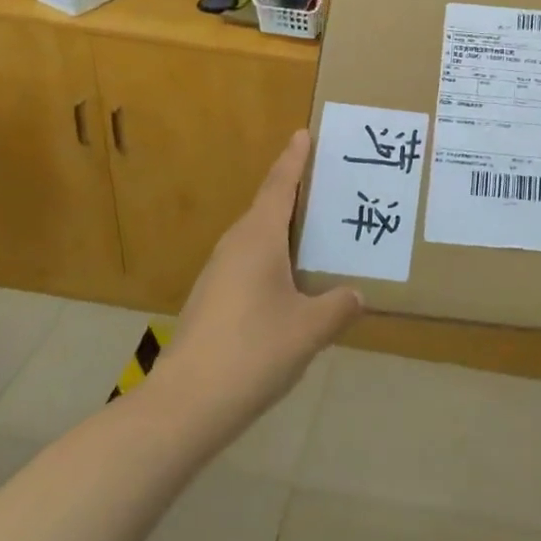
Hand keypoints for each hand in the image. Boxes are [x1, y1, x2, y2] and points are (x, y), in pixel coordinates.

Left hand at [158, 131, 363, 445]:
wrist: (184, 406)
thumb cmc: (253, 352)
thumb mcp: (309, 329)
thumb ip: (338, 307)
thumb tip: (357, 296)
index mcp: (258, 239)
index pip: (279, 186)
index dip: (293, 159)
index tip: (303, 133)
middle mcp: (234, 246)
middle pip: (266, 206)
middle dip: (292, 191)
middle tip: (325, 184)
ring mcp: (217, 274)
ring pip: (256, 237)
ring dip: (282, 228)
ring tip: (314, 231)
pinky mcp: (211, 301)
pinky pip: (248, 262)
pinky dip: (272, 258)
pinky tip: (289, 282)